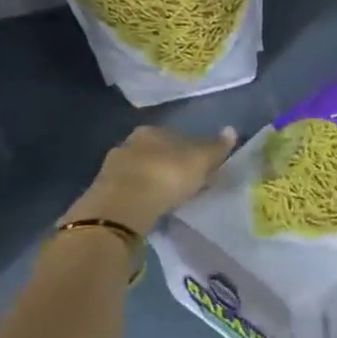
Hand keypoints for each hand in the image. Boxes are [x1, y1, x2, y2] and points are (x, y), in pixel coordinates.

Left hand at [64, 125, 237, 232]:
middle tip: (185, 184)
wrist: (124, 206)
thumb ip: (216, 148)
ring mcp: (113, 167)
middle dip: (169, 165)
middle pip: (156, 153)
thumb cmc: (167, 176)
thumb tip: (232, 130)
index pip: (177, 137)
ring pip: (140, 171)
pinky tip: (149, 207)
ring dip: (153, 181)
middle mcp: (129, 143)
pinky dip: (140, 196)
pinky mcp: (104, 191)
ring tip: (168, 198)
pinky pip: (129, 190)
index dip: (191, 151)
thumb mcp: (200, 161)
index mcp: (152, 131)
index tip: (200, 168)